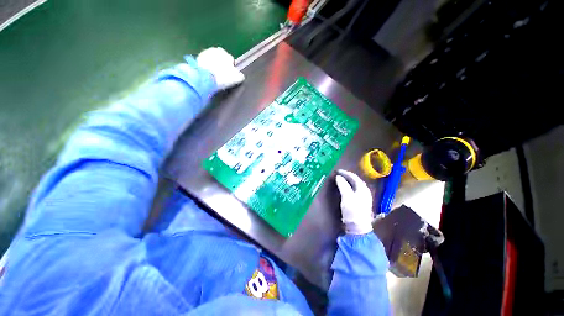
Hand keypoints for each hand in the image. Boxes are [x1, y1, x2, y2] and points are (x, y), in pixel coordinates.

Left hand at [196, 47, 244, 89]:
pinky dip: (206, 68)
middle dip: (221, 65)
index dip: (230, 68)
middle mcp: (216, 50)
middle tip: (221, 76)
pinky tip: (208, 75)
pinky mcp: (197, 58)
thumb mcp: (236, 78)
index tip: (229, 76)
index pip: (230, 60)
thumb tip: (240, 75)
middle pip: (220, 59)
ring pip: (212, 60)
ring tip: (214, 76)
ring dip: (213, 66)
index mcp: (226, 53)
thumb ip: (240, 75)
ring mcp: (205, 53)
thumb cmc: (223, 77)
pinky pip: (204, 63)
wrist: (205, 78)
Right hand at [335, 169, 373, 234]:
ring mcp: (364, 197)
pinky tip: (345, 188)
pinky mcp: (361, 202)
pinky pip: (354, 189)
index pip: (354, 177)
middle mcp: (365, 191)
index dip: (345, 173)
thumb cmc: (353, 211)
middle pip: (355, 180)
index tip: (337, 171)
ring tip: (340, 179)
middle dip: (347, 176)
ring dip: (348, 181)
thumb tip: (338, 176)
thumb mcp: (347, 197)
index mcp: (363, 188)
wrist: (358, 227)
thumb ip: (343, 185)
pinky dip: (349, 186)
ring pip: (355, 185)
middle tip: (338, 174)